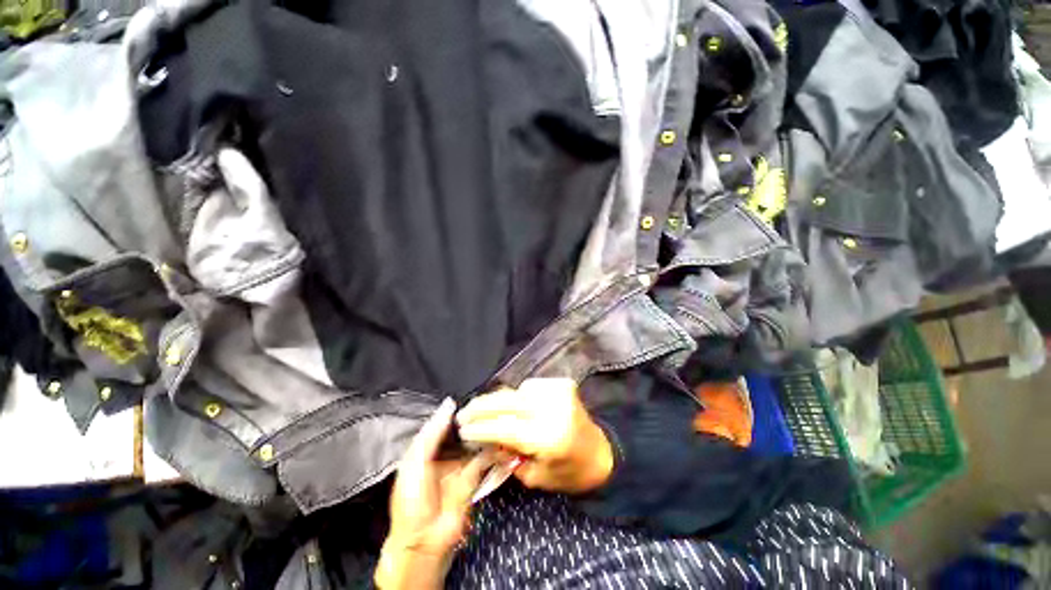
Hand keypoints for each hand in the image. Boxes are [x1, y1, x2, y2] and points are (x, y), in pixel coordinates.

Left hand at [376, 398, 491, 589]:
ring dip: (483, 432)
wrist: (424, 540)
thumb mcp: (415, 461)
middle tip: (486, 404)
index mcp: (425, 449)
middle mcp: (443, 454)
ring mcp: (459, 465)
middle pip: (460, 432)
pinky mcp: (472, 477)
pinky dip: (492, 449)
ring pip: (473, 443)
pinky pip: (483, 458)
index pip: (442, 424)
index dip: (454, 411)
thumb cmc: (412, 500)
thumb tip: (449, 404)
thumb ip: (432, 433)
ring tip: (495, 416)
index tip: (469, 397)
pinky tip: (498, 438)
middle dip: (471, 420)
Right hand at [455, 378, 613, 493]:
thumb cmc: (567, 472)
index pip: (505, 428)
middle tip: (463, 412)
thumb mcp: (535, 477)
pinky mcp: (562, 383)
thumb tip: (485, 438)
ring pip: (516, 391)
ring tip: (484, 409)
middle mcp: (553, 409)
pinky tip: (513, 404)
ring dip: (499, 400)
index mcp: (548, 438)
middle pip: (508, 402)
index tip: (461, 429)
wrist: (600, 453)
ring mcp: (559, 392)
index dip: (480, 428)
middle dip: (481, 407)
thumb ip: (508, 455)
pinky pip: (530, 386)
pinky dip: (518, 394)